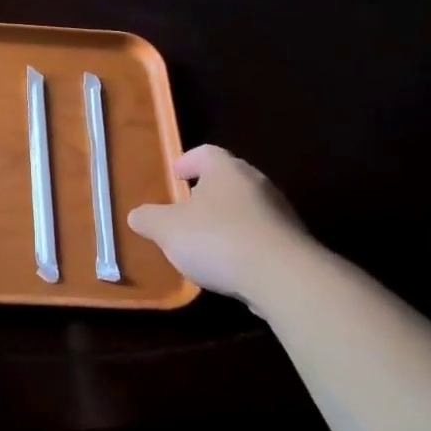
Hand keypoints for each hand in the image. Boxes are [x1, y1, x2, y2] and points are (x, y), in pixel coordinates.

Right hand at [127, 145, 313, 302]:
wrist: (284, 278)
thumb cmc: (217, 239)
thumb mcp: (167, 229)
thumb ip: (149, 219)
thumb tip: (137, 215)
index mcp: (226, 170)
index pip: (205, 152)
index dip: (187, 161)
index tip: (175, 175)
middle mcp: (257, 183)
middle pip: (228, 179)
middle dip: (207, 192)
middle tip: (186, 209)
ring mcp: (280, 212)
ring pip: (246, 207)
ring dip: (226, 219)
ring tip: (206, 242)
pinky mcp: (293, 242)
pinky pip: (261, 235)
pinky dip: (244, 243)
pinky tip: (230, 265)